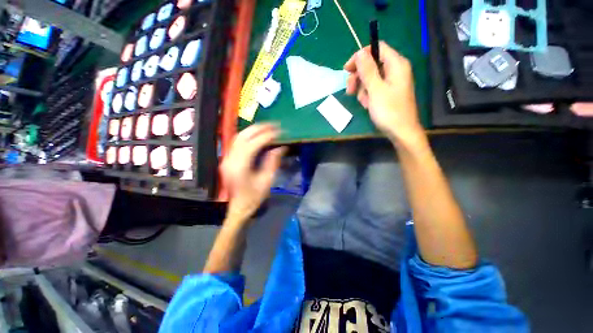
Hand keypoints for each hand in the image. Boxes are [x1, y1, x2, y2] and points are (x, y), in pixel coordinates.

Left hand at [221, 124, 285, 221]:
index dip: (266, 136)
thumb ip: (273, 162)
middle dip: (259, 128)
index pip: (253, 144)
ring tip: (267, 127)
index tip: (279, 132)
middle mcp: (230, 160)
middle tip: (274, 125)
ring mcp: (226, 159)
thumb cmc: (254, 198)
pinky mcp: (227, 159)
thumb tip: (281, 147)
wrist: (238, 208)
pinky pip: (237, 142)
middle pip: (243, 136)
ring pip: (238, 137)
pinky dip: (248, 135)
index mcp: (240, 167)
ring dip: (253, 129)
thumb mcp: (267, 181)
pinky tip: (257, 134)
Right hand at [344, 42, 422, 143]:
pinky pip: (373, 88)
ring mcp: (391, 82)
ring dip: (362, 89)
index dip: (360, 56)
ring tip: (363, 102)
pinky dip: (367, 95)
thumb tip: (359, 53)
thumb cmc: (389, 111)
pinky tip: (367, 105)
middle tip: (350, 90)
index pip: (377, 48)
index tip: (347, 69)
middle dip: (359, 77)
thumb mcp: (376, 89)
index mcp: (396, 64)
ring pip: (370, 78)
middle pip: (371, 64)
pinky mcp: (387, 93)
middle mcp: (394, 70)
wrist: (400, 132)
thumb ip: (367, 70)